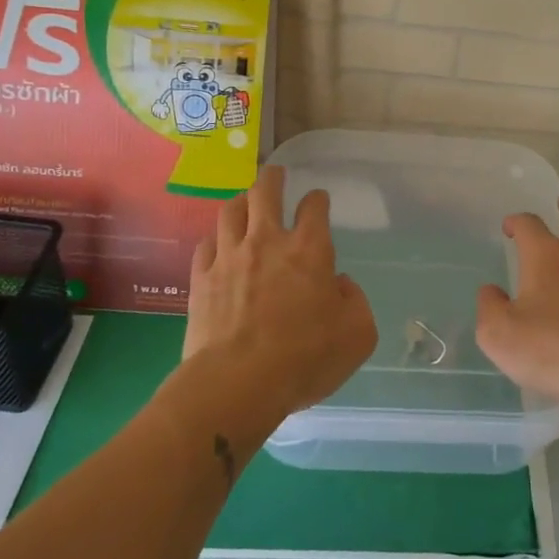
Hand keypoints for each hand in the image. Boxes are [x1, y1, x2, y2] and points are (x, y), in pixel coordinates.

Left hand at [183, 166, 376, 415]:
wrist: (237, 384)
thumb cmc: (305, 358)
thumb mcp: (357, 335)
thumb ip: (355, 301)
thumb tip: (338, 285)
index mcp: (310, 250)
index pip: (314, 207)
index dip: (317, 199)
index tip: (318, 200)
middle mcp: (268, 242)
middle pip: (265, 192)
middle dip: (272, 178)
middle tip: (275, 174)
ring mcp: (229, 257)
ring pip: (230, 211)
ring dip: (240, 201)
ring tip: (244, 201)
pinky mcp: (201, 280)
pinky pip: (205, 245)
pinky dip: (215, 239)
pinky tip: (217, 244)